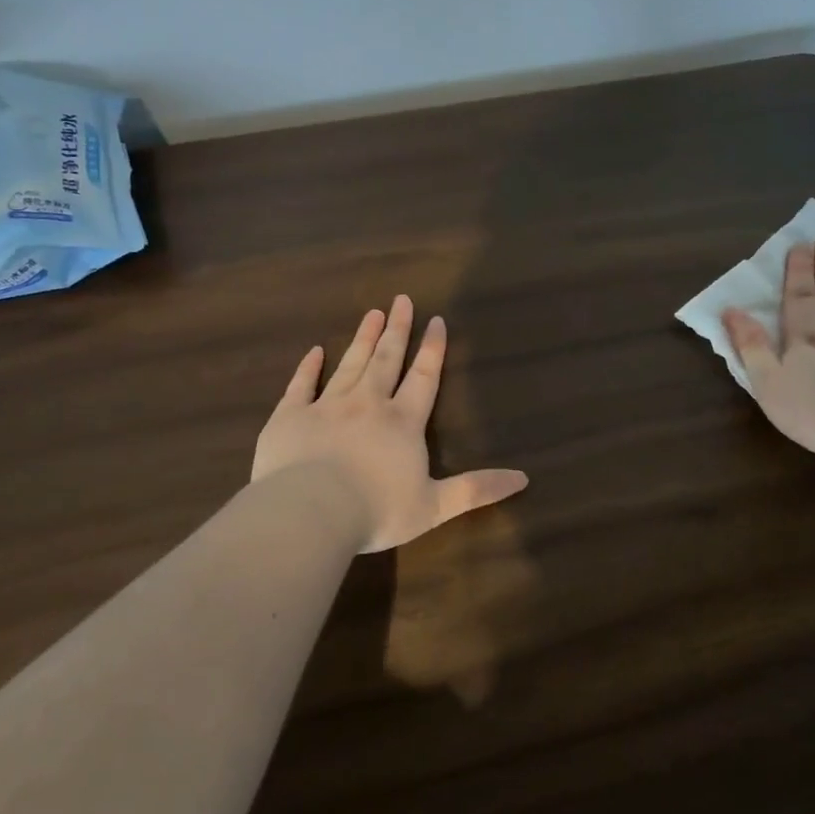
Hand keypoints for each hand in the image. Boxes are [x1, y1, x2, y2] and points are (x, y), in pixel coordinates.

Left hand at [253, 296, 528, 552]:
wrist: (310, 513)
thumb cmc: (376, 511)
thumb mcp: (435, 507)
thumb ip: (476, 490)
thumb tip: (523, 478)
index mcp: (402, 423)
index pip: (423, 378)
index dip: (432, 349)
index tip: (436, 320)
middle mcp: (367, 405)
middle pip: (386, 360)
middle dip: (397, 330)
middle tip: (401, 300)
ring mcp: (326, 407)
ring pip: (349, 364)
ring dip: (363, 339)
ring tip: (372, 313)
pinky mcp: (290, 417)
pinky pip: (301, 385)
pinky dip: (308, 367)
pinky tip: (314, 351)